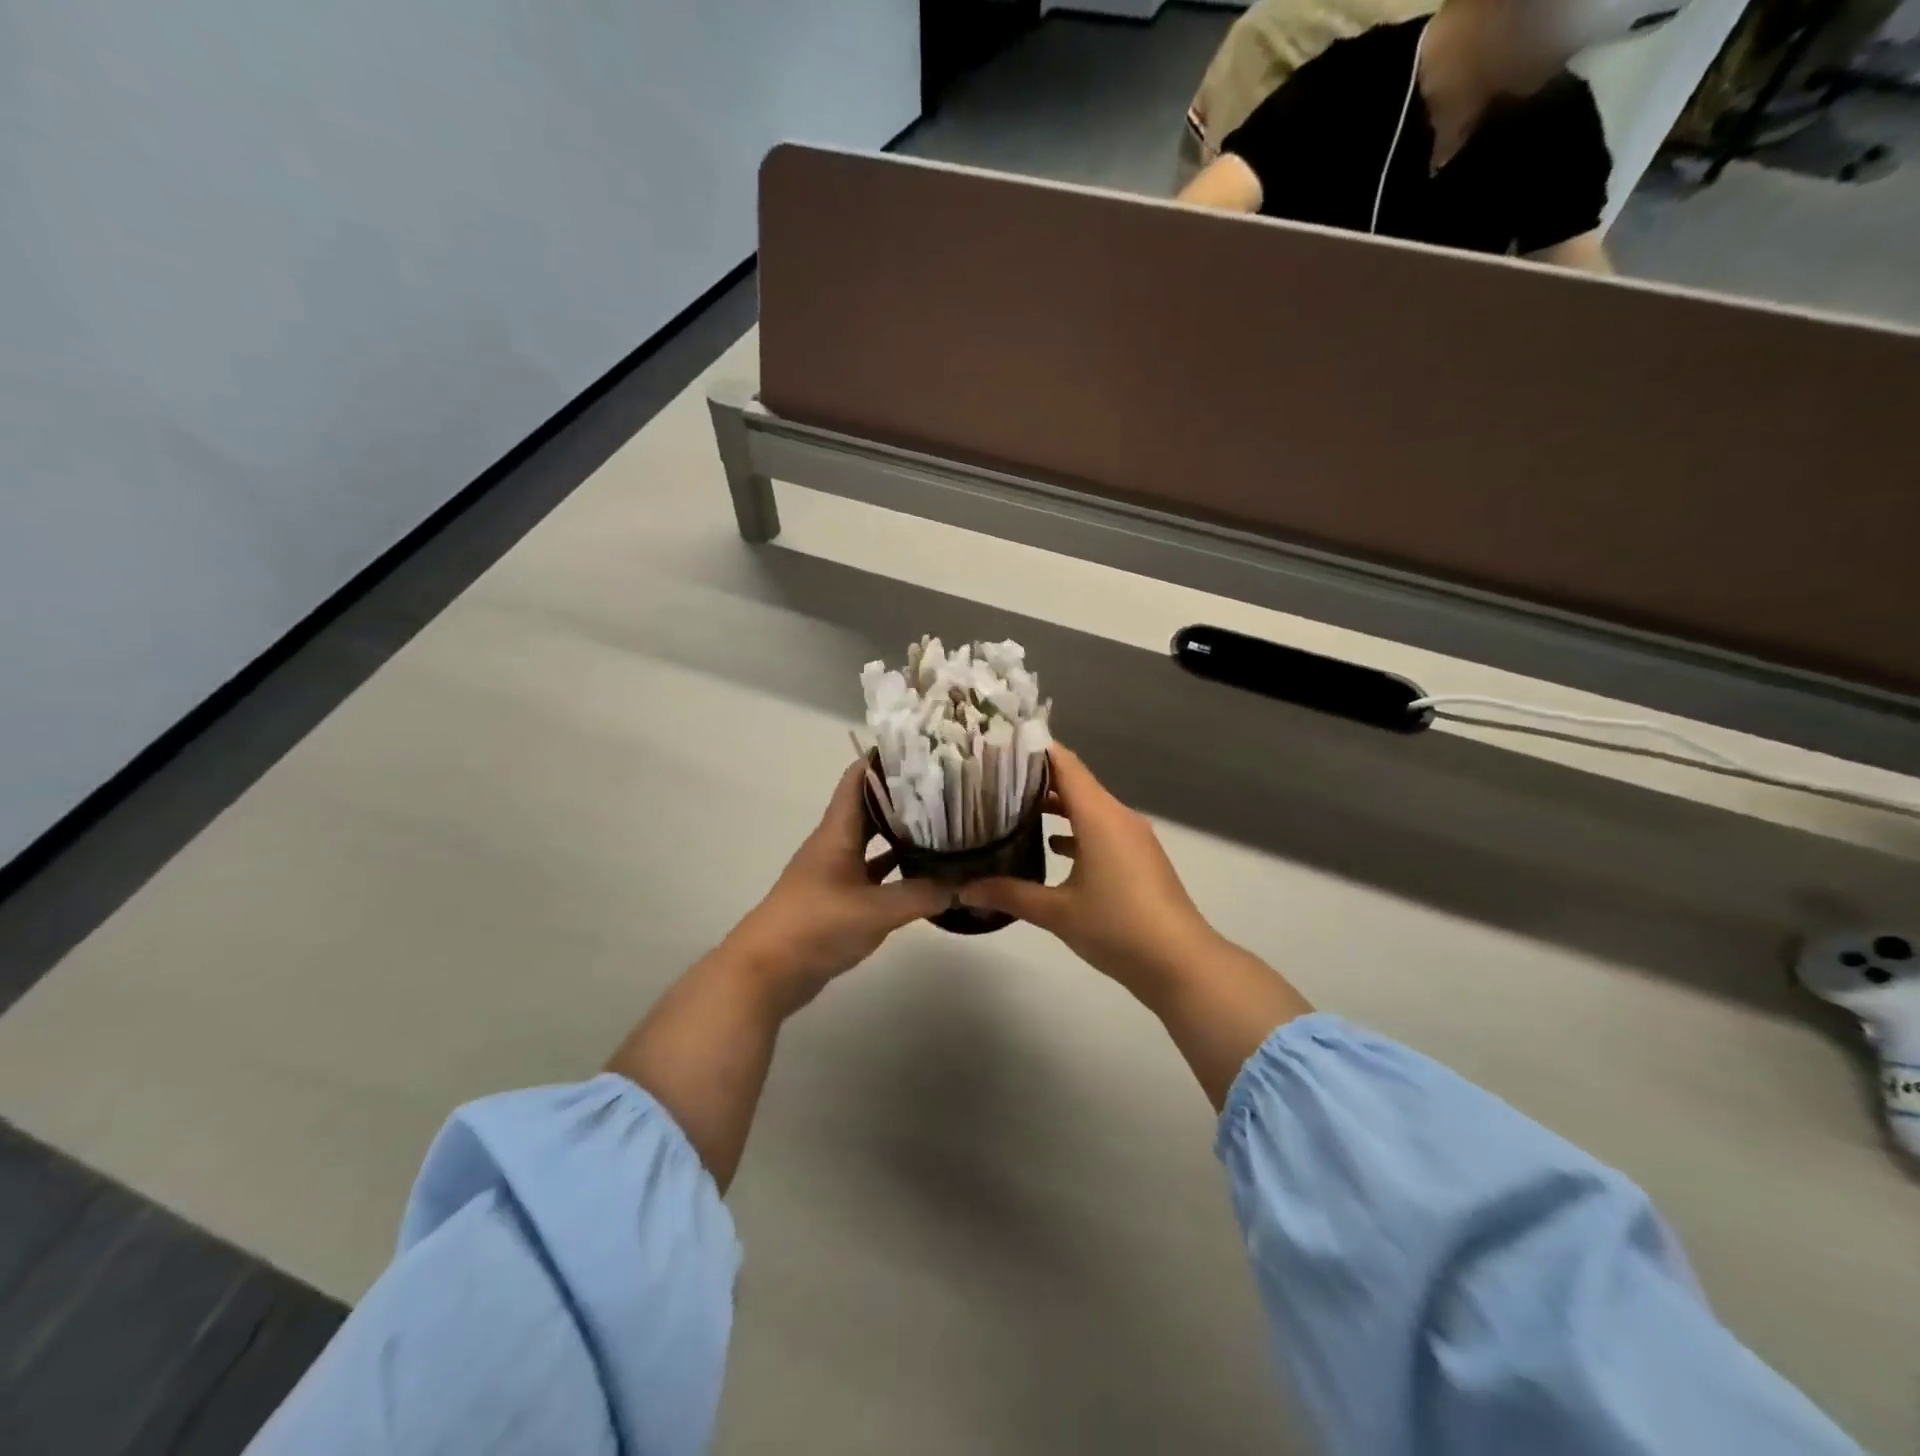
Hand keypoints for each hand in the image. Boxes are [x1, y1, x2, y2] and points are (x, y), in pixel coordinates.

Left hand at [723, 760, 949, 1011]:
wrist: (766, 972)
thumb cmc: (816, 926)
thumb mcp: (876, 910)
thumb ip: (924, 895)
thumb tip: (969, 884)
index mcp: (837, 831)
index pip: (858, 778)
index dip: (885, 758)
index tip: (923, 749)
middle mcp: (835, 844)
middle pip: (870, 807)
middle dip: (904, 794)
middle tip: (948, 786)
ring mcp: (836, 872)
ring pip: (873, 841)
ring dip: (902, 831)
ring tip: (945, 822)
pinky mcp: (839, 899)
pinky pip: (874, 873)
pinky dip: (897, 869)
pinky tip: (926, 872)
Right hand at [959, 745, 1224, 997]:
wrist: (1180, 963)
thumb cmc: (1117, 927)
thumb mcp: (1057, 912)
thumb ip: (1009, 894)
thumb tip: (963, 889)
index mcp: (1099, 816)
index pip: (1064, 763)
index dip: (1033, 749)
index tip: (997, 744)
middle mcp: (1117, 816)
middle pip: (1074, 782)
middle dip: (1035, 778)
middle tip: (992, 779)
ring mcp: (1132, 836)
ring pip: (1088, 807)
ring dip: (1055, 806)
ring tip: (1012, 808)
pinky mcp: (1139, 857)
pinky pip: (1101, 829)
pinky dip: (1075, 830)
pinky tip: (1051, 846)